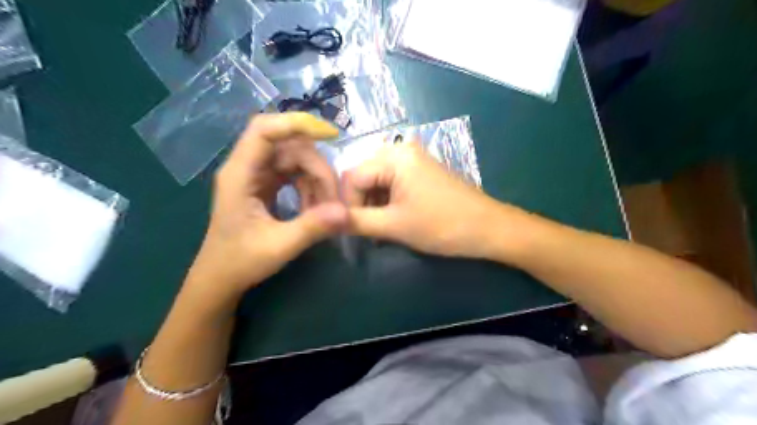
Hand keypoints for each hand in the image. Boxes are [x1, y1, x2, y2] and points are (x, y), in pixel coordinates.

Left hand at [187, 113, 346, 298]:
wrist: (220, 278)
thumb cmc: (240, 262)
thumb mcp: (279, 246)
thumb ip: (312, 227)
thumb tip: (346, 212)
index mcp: (240, 174)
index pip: (264, 130)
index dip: (296, 123)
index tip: (331, 134)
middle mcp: (247, 167)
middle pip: (289, 146)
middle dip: (317, 169)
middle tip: (333, 201)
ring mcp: (257, 175)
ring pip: (295, 160)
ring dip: (316, 181)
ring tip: (324, 210)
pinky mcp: (265, 185)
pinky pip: (294, 175)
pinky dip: (309, 188)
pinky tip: (314, 209)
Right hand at [345, 141, 523, 257]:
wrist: (488, 229)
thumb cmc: (442, 225)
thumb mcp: (394, 225)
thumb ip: (356, 222)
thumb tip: (322, 222)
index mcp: (394, 156)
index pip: (351, 177)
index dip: (346, 204)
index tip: (353, 229)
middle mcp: (401, 150)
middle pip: (363, 177)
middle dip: (360, 205)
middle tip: (368, 231)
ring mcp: (413, 160)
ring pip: (376, 182)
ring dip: (373, 206)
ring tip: (382, 229)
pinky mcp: (420, 172)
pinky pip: (392, 183)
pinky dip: (386, 202)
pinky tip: (393, 220)